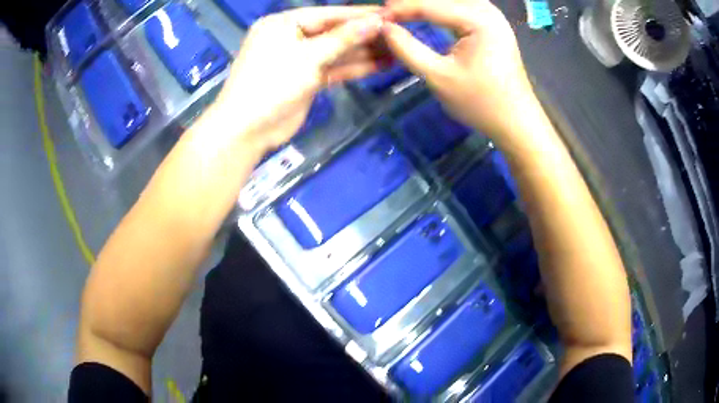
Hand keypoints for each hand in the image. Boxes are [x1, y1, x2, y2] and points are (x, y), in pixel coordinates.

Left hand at [213, 7, 384, 152]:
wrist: (247, 129)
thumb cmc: (272, 83)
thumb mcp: (309, 56)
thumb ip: (343, 38)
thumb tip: (376, 22)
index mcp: (283, 24)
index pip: (328, 14)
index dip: (359, 15)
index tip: (390, 15)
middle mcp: (291, 37)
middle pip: (334, 32)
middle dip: (364, 34)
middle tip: (399, 34)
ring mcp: (299, 59)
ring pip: (336, 52)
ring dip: (364, 52)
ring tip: (397, 50)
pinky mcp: (305, 79)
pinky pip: (333, 69)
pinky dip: (354, 68)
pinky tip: (381, 65)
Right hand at [382, 0, 538, 139]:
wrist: (516, 122)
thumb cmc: (481, 103)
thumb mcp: (439, 77)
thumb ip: (407, 49)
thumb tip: (384, 28)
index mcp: (479, 20)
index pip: (431, 4)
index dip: (400, 9)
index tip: (376, 18)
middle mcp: (488, 10)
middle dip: (413, 2)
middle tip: (387, 13)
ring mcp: (492, 16)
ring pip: (452, 0)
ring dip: (426, 3)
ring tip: (400, 11)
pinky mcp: (492, 25)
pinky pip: (461, 7)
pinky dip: (441, 8)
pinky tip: (424, 12)